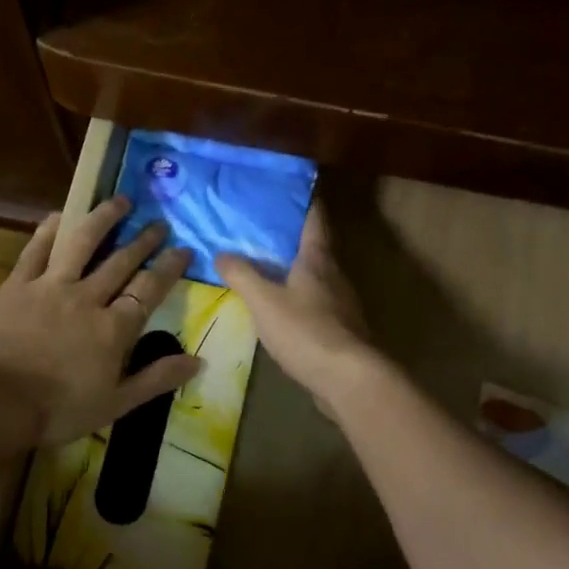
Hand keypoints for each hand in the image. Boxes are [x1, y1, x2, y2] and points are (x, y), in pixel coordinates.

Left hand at [0, 196, 200, 447]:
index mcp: (114, 328)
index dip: (169, 267)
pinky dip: (49, 229)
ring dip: (103, 218)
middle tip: (158, 222)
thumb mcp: (116, 404)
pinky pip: (36, 249)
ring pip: (82, 242)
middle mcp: (87, 297)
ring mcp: (50, 286)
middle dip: (144, 240)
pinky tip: (61, 215)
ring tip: (119, 201)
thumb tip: (198, 361)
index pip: (150, 289)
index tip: (184, 249)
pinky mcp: (17, 285)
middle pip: (121, 260)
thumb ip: (157, 379)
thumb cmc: (58, 410)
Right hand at [219, 204, 376, 406]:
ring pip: (316, 278)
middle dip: (291, 238)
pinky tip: (281, 310)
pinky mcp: (340, 331)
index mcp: (317, 259)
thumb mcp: (264, 301)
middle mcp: (334, 275)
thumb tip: (220, 253)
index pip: (314, 218)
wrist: (348, 378)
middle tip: (261, 231)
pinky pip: (316, 305)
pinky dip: (299, 300)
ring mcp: (341, 304)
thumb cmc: (305, 330)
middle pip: (315, 248)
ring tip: (266, 270)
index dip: (303, 201)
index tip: (287, 190)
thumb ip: (242, 275)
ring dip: (294, 271)